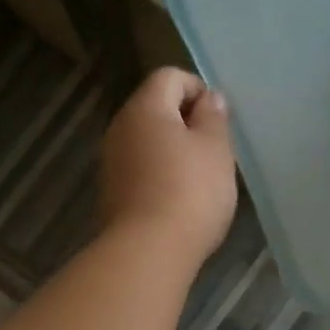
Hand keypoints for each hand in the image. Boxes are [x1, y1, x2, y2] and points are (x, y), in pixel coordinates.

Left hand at [100, 67, 237, 263]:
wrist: (147, 252)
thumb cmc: (190, 192)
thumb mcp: (215, 149)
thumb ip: (214, 117)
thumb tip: (208, 98)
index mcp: (144, 108)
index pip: (169, 77)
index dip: (198, 89)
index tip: (218, 121)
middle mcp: (120, 128)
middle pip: (155, 108)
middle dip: (186, 122)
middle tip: (214, 150)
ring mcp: (111, 162)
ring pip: (147, 141)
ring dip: (173, 151)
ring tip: (200, 179)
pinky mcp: (111, 193)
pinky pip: (139, 169)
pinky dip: (160, 175)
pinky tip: (179, 201)